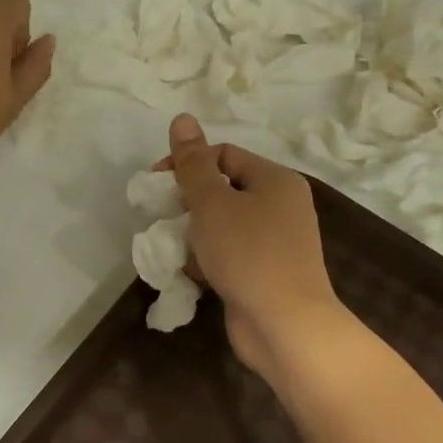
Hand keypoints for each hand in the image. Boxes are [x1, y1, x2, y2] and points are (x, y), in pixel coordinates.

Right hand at [163, 114, 344, 373]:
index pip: (224, 155)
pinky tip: (195, 275)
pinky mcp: (268, 273)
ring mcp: (277, 242)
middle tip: (166, 221)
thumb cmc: (247, 254)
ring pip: (224, 225)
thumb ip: (192, 163)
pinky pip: (231, 254)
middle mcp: (282, 205)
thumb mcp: (212, 203)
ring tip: (180, 251)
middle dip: (189, 204)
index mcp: (275, 179)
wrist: (285, 325)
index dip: (187, 164)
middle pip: (224, 190)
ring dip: (197, 236)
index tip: (157, 186)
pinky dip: (211, 261)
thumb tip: (182, 118)